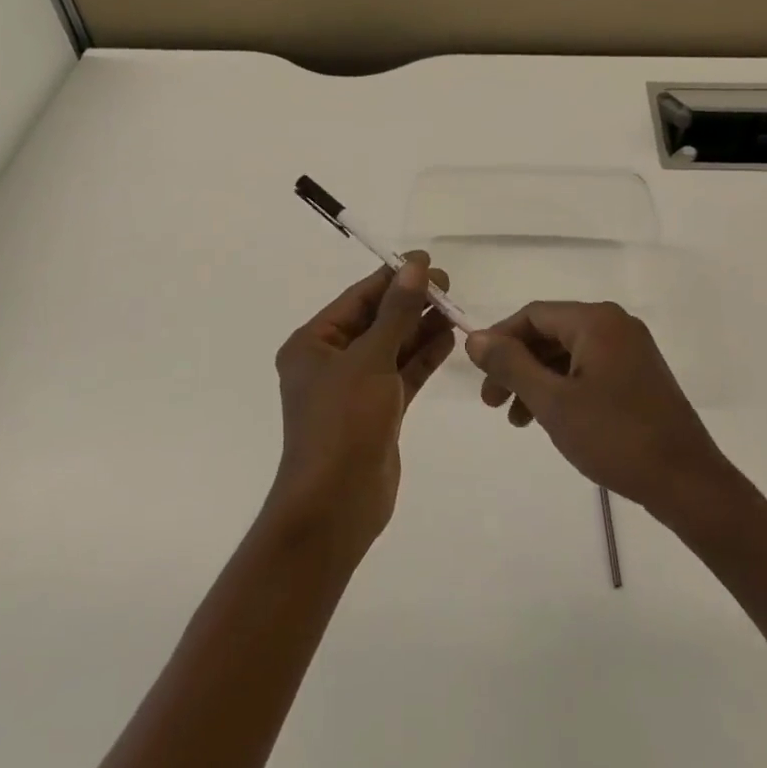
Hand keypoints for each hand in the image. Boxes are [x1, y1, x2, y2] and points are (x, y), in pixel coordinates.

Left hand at [268, 254, 455, 551]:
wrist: (336, 506)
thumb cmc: (343, 423)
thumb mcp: (370, 360)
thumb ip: (396, 313)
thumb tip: (415, 267)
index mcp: (313, 344)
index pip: (358, 299)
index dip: (392, 278)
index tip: (426, 261)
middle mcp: (330, 362)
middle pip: (376, 321)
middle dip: (410, 303)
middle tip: (449, 285)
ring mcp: (354, 389)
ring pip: (392, 348)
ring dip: (420, 328)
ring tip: (454, 308)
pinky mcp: (377, 412)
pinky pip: (401, 375)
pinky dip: (422, 358)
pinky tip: (448, 339)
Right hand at [465, 301, 728, 518]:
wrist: (687, 483)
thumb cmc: (615, 437)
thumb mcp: (553, 402)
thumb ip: (511, 365)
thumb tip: (475, 338)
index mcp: (596, 321)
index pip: (533, 315)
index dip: (500, 340)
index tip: (479, 375)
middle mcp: (615, 325)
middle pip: (550, 333)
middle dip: (516, 365)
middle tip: (493, 403)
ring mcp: (631, 349)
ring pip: (567, 354)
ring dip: (537, 380)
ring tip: (518, 420)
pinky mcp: (638, 375)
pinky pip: (588, 369)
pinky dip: (563, 388)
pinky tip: (550, 418)